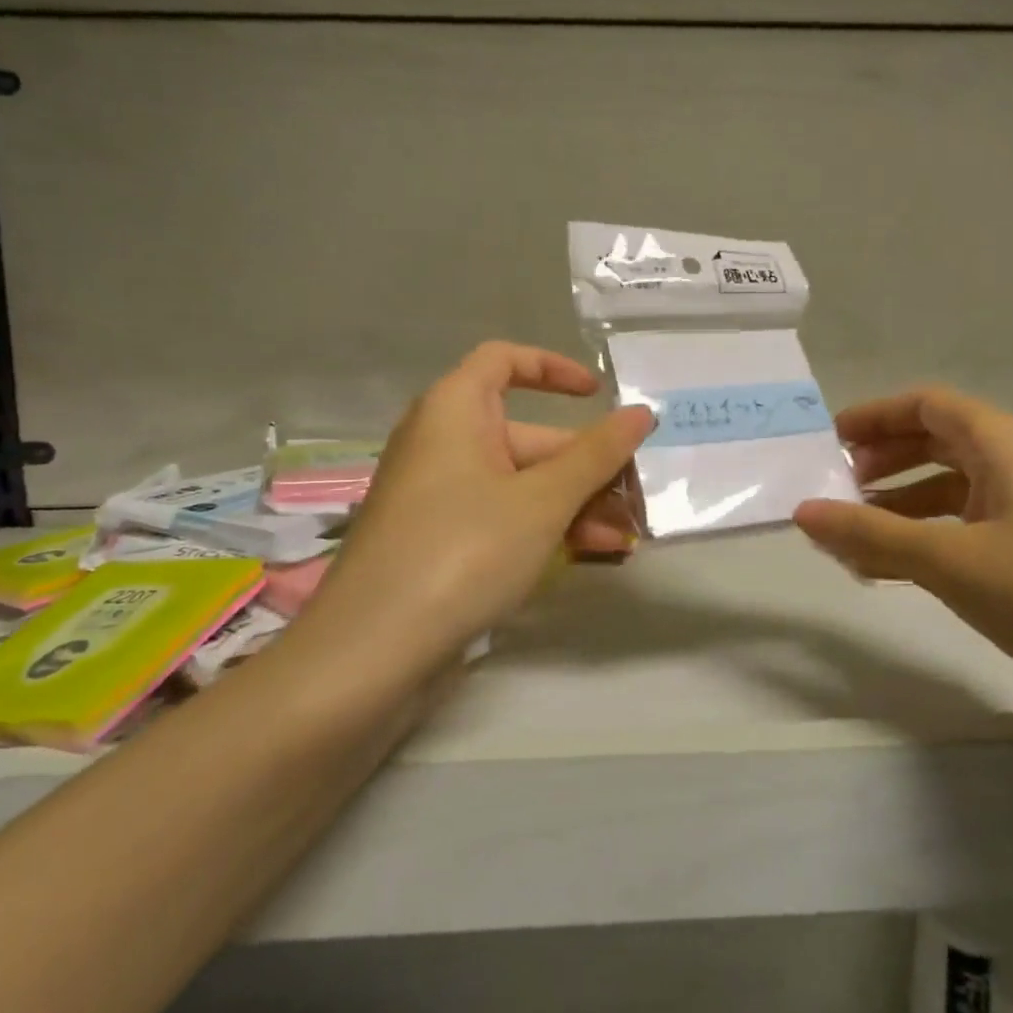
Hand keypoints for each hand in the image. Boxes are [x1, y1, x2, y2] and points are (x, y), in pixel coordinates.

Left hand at [308, 342, 652, 669]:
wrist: (371, 652)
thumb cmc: (463, 550)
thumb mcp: (543, 500)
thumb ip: (597, 455)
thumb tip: (641, 413)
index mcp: (454, 410)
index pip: (504, 360)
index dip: (554, 369)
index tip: (598, 394)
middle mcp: (443, 443)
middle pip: (527, 436)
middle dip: (586, 467)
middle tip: (636, 500)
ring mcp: (439, 495)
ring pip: (520, 483)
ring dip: (575, 505)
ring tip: (623, 540)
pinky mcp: (439, 540)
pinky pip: (502, 516)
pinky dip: (543, 528)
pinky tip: (588, 556)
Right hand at [793, 386, 1012, 701]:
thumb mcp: (949, 560)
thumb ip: (870, 534)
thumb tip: (802, 512)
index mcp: (1005, 441)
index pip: (926, 404)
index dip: (874, 416)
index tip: (829, 441)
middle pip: (941, 442)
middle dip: (886, 462)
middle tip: (839, 489)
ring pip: (958, 489)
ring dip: (906, 507)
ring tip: (859, 539)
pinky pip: (978, 527)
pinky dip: (936, 539)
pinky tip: (907, 571)